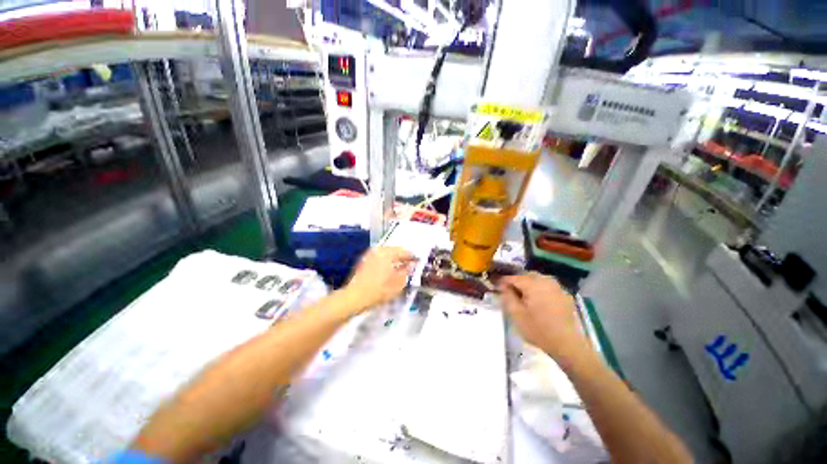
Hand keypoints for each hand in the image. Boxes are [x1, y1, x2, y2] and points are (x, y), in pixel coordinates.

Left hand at [342, 246, 416, 313]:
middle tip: (409, 263)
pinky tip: (388, 269)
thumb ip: (406, 272)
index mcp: (388, 253)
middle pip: (394, 250)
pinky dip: (385, 261)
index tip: (417, 261)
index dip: (412, 257)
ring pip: (385, 253)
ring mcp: (369, 255)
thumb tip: (410, 265)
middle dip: (402, 256)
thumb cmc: (379, 290)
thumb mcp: (398, 283)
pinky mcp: (363, 261)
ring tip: (399, 266)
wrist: (354, 297)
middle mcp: (378, 250)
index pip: (403, 252)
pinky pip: (378, 257)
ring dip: (393, 258)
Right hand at [498, 273, 590, 361]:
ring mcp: (557, 287)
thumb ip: (507, 296)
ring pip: (538, 279)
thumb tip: (503, 285)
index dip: (503, 280)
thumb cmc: (538, 329)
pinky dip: (539, 289)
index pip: (513, 277)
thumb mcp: (516, 314)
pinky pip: (548, 286)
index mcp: (533, 284)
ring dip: (528, 283)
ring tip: (523, 295)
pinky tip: (538, 300)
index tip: (495, 284)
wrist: (567, 345)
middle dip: (516, 281)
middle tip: (508, 291)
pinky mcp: (565, 295)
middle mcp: (546, 281)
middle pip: (526, 275)